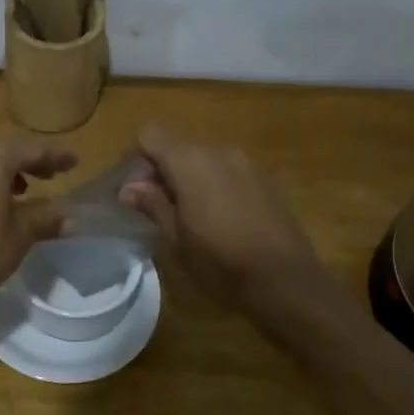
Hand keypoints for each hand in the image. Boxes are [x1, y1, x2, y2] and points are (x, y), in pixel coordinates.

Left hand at [0, 134, 78, 303]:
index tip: (74, 161)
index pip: (32, 151)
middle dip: (26, 164)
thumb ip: (45, 220)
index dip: (56, 157)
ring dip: (0, 173)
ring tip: (18, 192)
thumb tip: (72, 221)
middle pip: (3, 151)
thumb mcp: (19, 234)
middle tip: (48, 176)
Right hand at [118, 125, 323, 306]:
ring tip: (186, 215)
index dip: (136, 158)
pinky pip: (226, 171)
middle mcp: (218, 151)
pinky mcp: (264, 180)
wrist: (284, 280)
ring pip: (203, 158)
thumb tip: (128, 187)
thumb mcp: (175, 237)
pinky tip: (216, 218)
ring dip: (187, 177)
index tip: (132, 190)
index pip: (150, 135)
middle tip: (154, 206)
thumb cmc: (220, 261)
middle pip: (177, 145)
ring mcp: (246, 163)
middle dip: (160, 170)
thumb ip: (151, 203)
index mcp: (190, 161)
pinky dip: (212, 185)